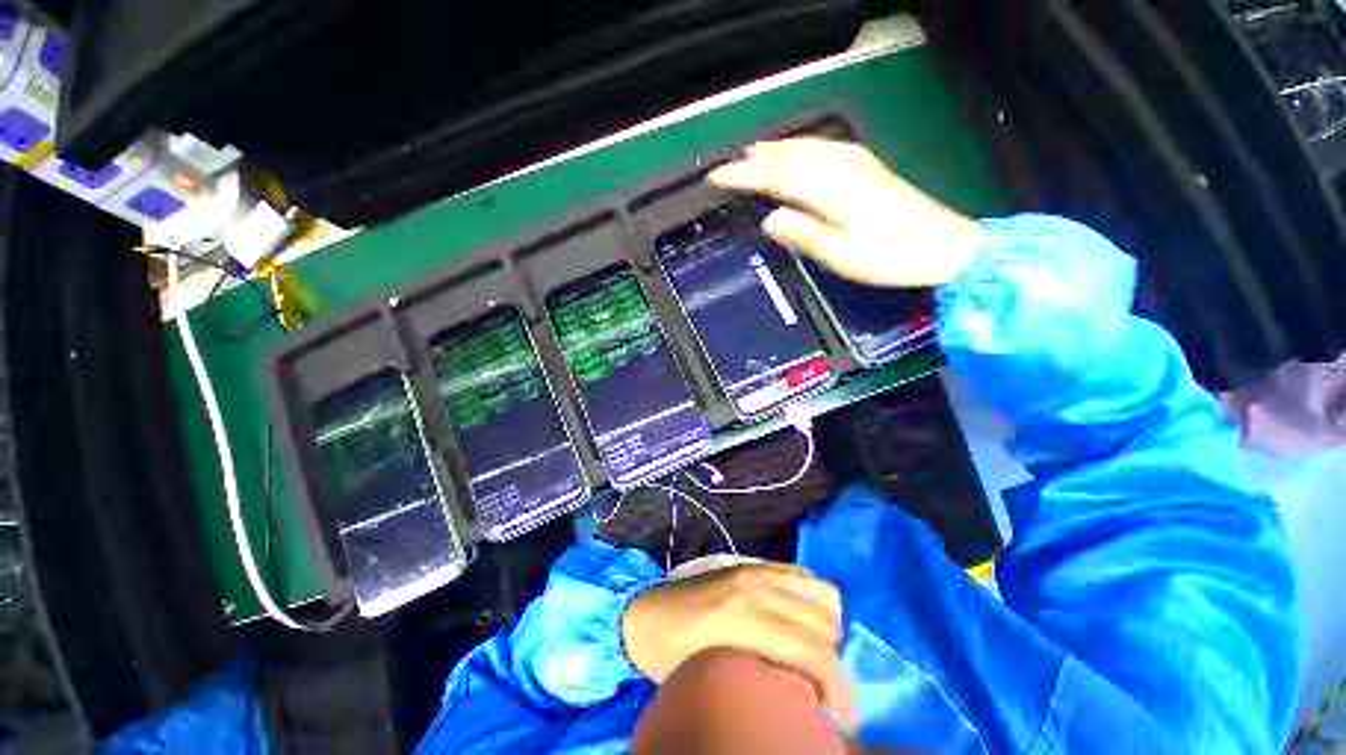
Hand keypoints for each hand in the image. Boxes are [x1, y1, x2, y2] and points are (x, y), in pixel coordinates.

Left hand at [622, 563, 852, 725]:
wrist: (646, 613)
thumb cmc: (671, 655)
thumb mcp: (716, 677)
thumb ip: (767, 680)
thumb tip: (809, 688)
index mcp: (744, 618)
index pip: (814, 651)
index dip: (836, 689)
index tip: (838, 717)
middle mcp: (757, 586)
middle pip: (824, 623)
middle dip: (831, 662)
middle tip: (820, 689)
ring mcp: (757, 569)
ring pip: (822, 593)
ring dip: (826, 628)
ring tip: (811, 654)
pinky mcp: (754, 564)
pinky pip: (802, 576)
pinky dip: (813, 600)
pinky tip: (800, 623)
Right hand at [708, 137, 985, 287]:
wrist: (945, 247)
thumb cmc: (891, 257)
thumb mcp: (842, 256)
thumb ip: (804, 234)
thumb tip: (768, 218)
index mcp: (832, 191)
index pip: (777, 177)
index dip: (745, 176)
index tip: (718, 177)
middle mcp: (843, 169)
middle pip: (791, 156)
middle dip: (756, 160)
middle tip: (729, 165)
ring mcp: (858, 165)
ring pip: (808, 148)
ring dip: (777, 149)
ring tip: (753, 154)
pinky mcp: (869, 169)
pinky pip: (825, 149)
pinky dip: (802, 148)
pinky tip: (799, 152)